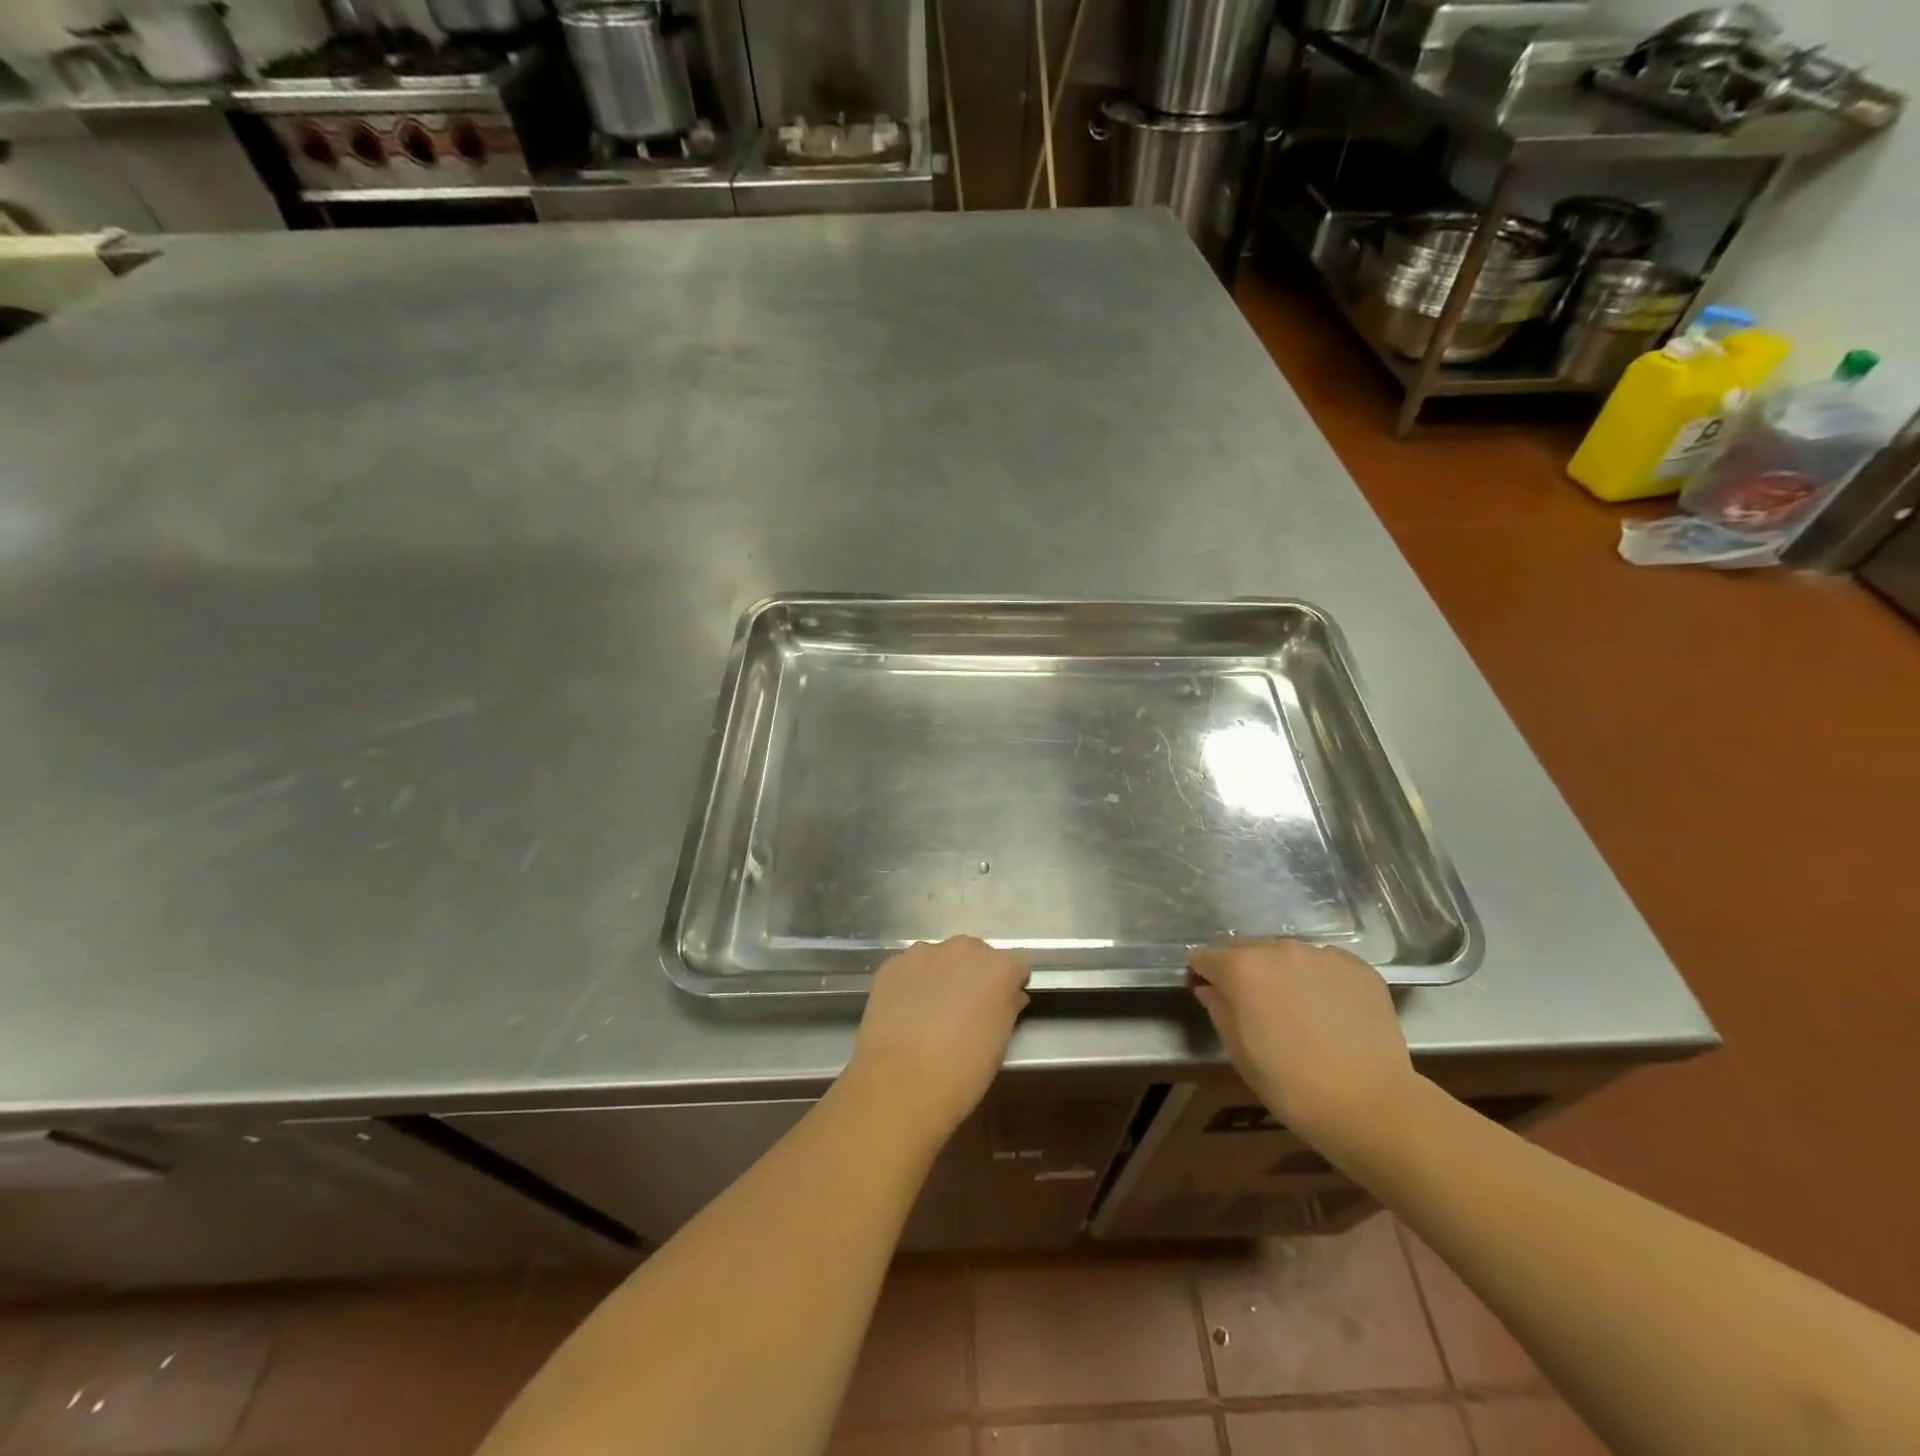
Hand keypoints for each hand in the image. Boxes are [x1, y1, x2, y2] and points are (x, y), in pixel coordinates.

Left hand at [847, 936, 1030, 1142]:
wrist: (901, 1083)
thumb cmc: (963, 1071)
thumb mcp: (1000, 1043)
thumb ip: (1007, 1007)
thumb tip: (1008, 996)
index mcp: (999, 967)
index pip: (1015, 965)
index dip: (1009, 984)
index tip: (1001, 1005)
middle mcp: (964, 949)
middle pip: (975, 954)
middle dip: (972, 975)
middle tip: (963, 1008)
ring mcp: (924, 953)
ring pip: (939, 958)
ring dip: (940, 976)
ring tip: (928, 1012)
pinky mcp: (892, 964)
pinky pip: (909, 969)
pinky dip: (910, 984)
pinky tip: (903, 1013)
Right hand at [1189, 939, 1414, 1159]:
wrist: (1371, 1104)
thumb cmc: (1291, 1085)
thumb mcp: (1239, 1053)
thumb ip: (1219, 1010)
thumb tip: (1210, 989)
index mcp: (1241, 968)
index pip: (1205, 958)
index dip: (1205, 976)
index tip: (1214, 997)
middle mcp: (1278, 949)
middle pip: (1247, 950)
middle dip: (1246, 973)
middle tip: (1260, 1009)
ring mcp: (1321, 954)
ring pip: (1288, 956)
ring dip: (1284, 975)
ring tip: (1301, 1011)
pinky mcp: (1358, 966)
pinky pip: (1325, 965)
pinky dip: (1321, 981)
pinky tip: (1333, 1012)